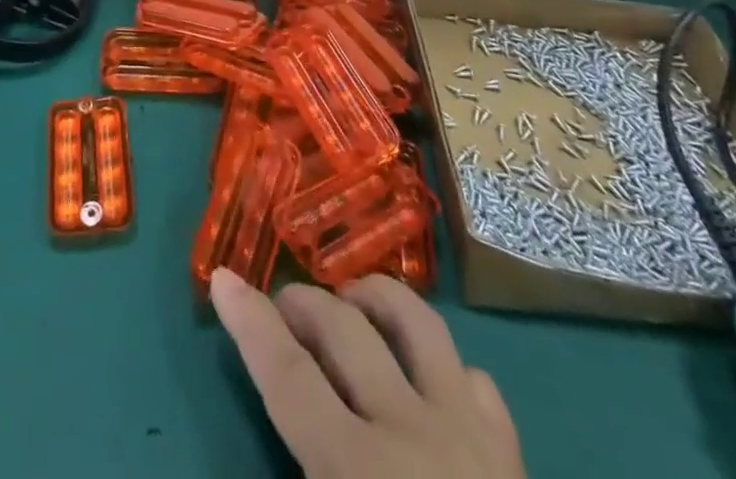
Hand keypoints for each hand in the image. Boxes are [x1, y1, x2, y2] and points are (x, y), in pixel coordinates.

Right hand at [211, 270, 524, 478]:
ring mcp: (469, 434)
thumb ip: (302, 477)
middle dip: (302, 302)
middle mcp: (410, 432)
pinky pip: (473, 378)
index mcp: (358, 471)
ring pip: (416, 322)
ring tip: (349, 303)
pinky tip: (428, 384)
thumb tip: (289, 441)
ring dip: (374, 299)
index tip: (222, 277)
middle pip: (343, 331)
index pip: (289, 377)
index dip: (251, 324)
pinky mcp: (512, 455)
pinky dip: (443, 367)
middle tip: (279, 304)